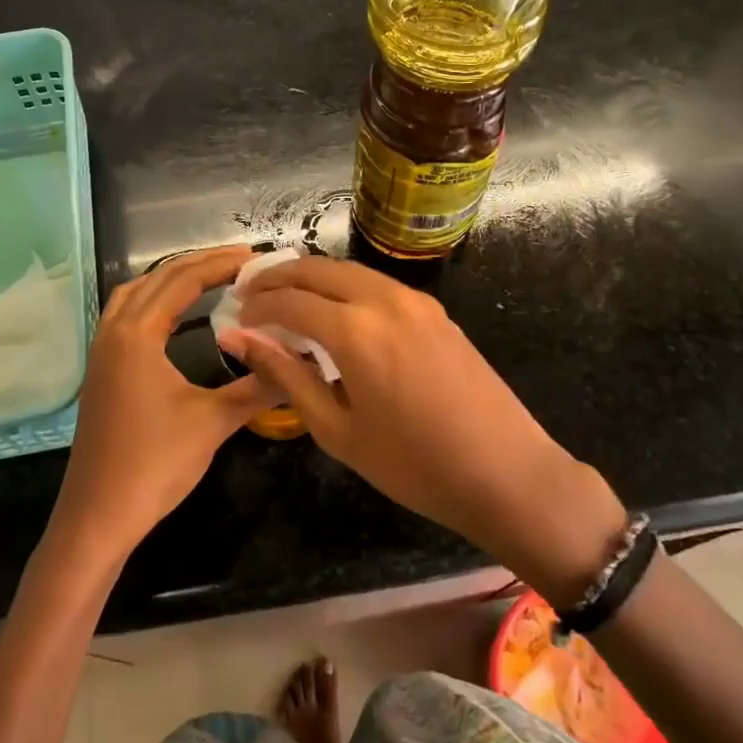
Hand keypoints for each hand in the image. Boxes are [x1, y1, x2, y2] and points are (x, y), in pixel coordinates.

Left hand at [48, 245, 272, 564]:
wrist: (98, 515)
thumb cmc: (154, 465)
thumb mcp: (213, 422)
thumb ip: (258, 386)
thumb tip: (300, 361)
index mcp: (137, 334)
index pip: (183, 280)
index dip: (220, 264)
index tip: (255, 259)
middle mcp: (114, 330)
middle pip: (158, 278)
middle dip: (200, 264)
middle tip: (242, 262)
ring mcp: (102, 350)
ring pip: (137, 293)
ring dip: (173, 279)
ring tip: (212, 277)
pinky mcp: (101, 369)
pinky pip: (127, 314)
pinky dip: (155, 301)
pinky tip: (176, 315)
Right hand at [220, 257, 627, 596]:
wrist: (507, 473)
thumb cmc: (414, 465)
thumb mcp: (337, 429)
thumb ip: (285, 375)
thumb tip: (238, 339)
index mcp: (355, 330)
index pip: (289, 300)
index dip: (257, 307)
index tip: (236, 319)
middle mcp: (383, 299)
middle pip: (317, 268)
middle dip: (278, 277)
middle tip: (251, 297)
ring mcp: (414, 300)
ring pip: (348, 270)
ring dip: (311, 278)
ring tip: (286, 300)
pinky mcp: (435, 309)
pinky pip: (376, 284)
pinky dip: (344, 287)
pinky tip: (335, 313)